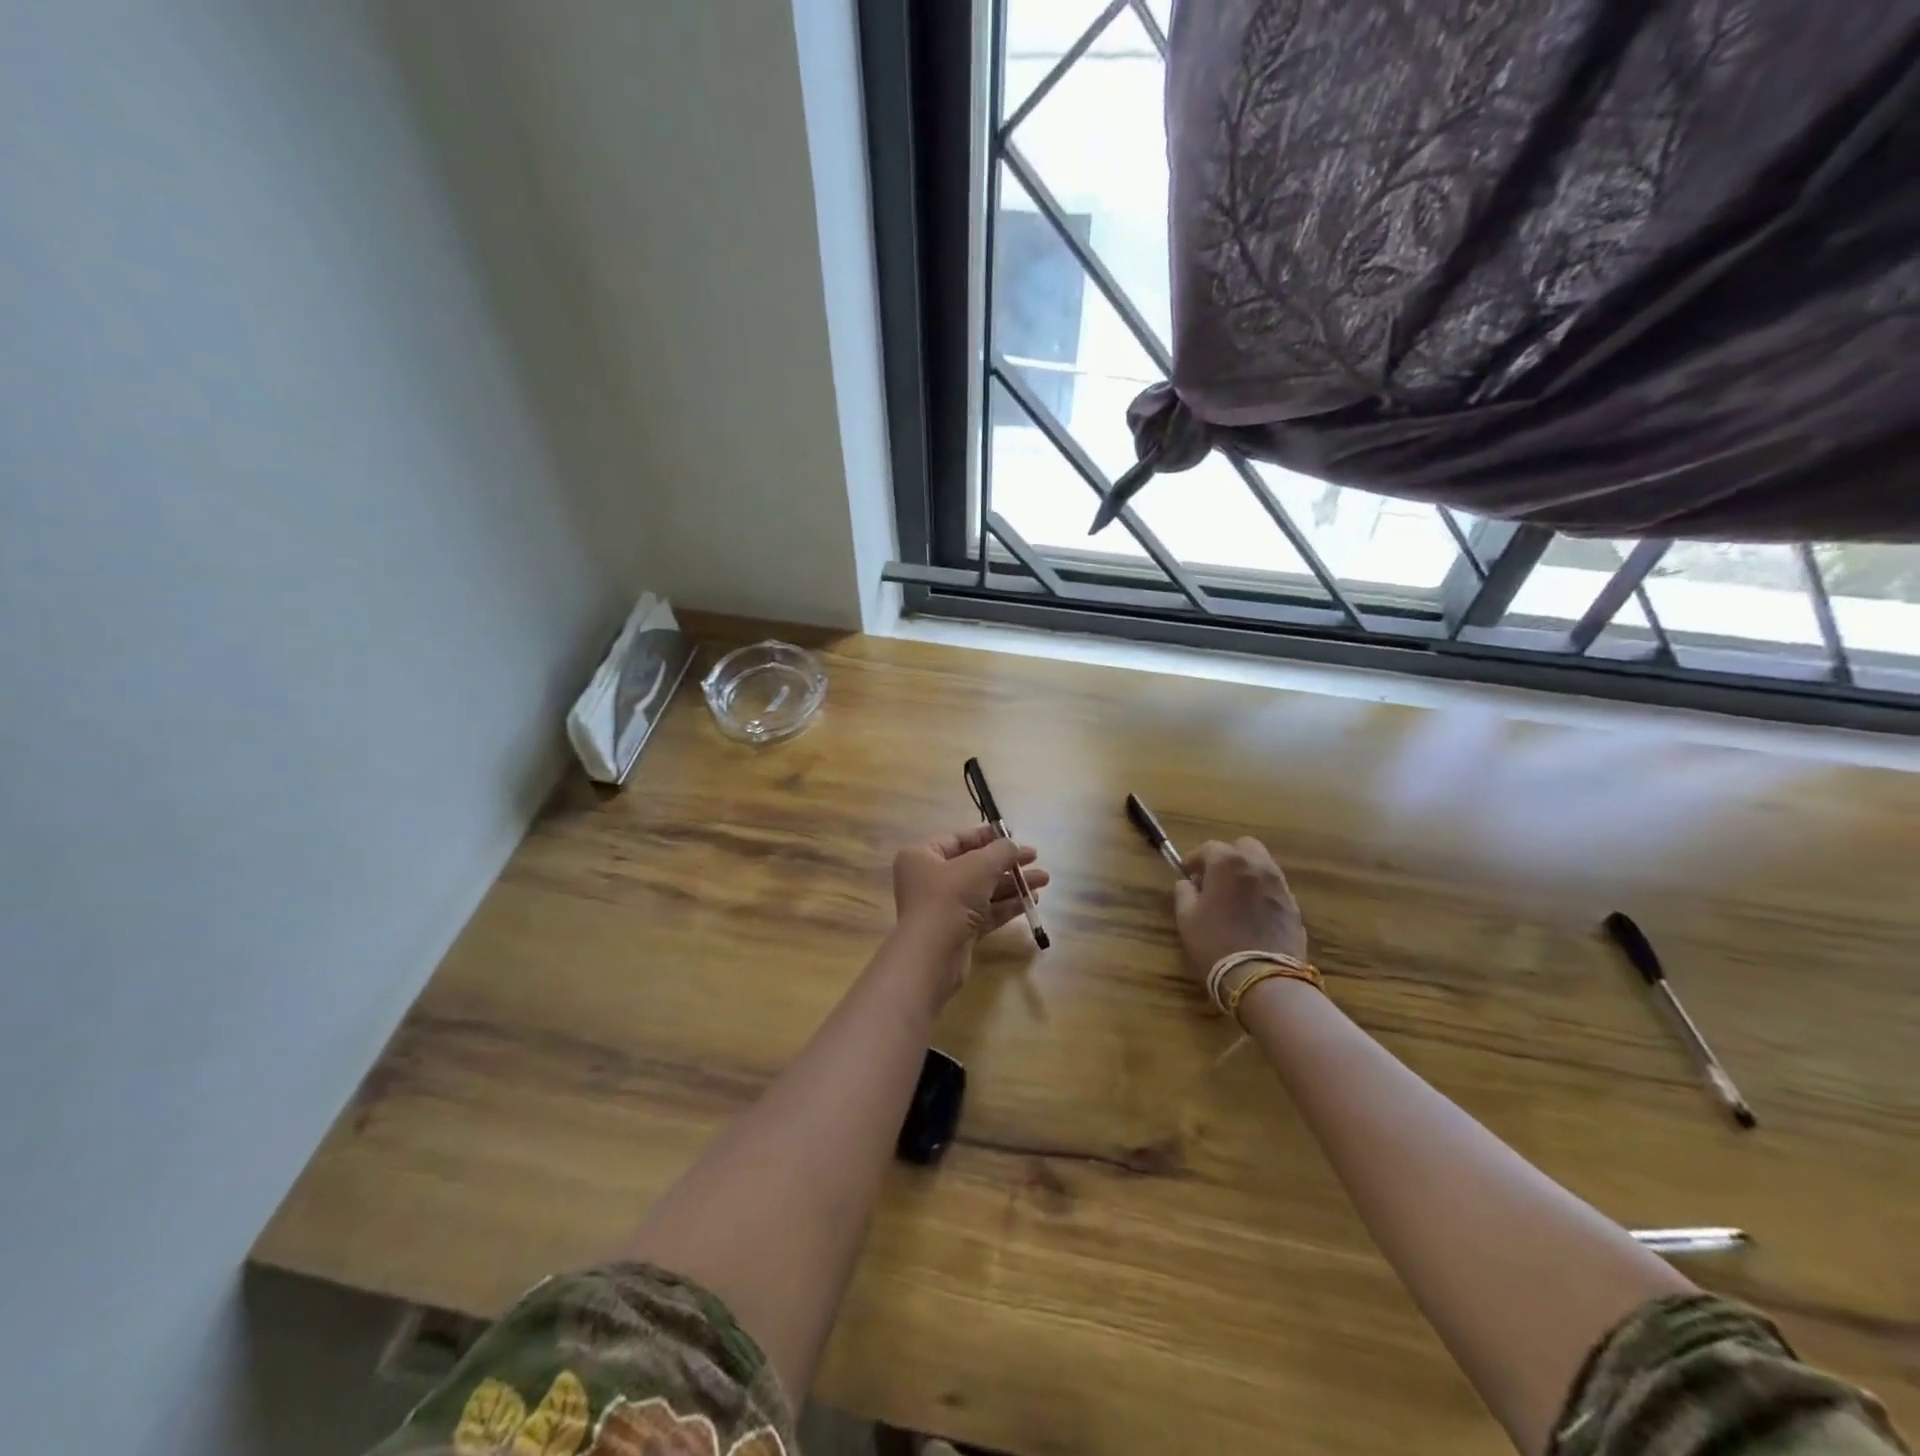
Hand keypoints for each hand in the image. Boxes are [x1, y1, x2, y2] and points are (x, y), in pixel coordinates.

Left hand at [892, 823, 1048, 975]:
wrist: (932, 955)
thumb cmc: (950, 897)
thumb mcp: (980, 866)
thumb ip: (1001, 851)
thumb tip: (1013, 845)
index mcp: (922, 856)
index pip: (958, 839)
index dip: (987, 837)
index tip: (1014, 836)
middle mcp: (928, 880)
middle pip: (973, 866)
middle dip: (1006, 863)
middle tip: (1035, 859)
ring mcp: (942, 908)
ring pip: (982, 891)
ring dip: (1012, 885)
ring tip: (1043, 880)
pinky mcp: (956, 932)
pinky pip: (984, 913)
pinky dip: (1006, 906)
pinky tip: (1030, 901)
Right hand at [1173, 838, 1307, 988]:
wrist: (1264, 978)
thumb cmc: (1216, 944)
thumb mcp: (1186, 919)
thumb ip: (1184, 893)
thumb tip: (1187, 883)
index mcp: (1228, 863)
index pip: (1209, 848)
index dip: (1195, 859)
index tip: (1187, 875)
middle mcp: (1258, 866)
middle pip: (1243, 846)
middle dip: (1228, 857)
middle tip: (1214, 879)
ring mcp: (1280, 885)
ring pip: (1263, 865)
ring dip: (1247, 873)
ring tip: (1234, 897)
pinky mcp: (1294, 907)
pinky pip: (1275, 888)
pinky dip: (1262, 891)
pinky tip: (1252, 914)